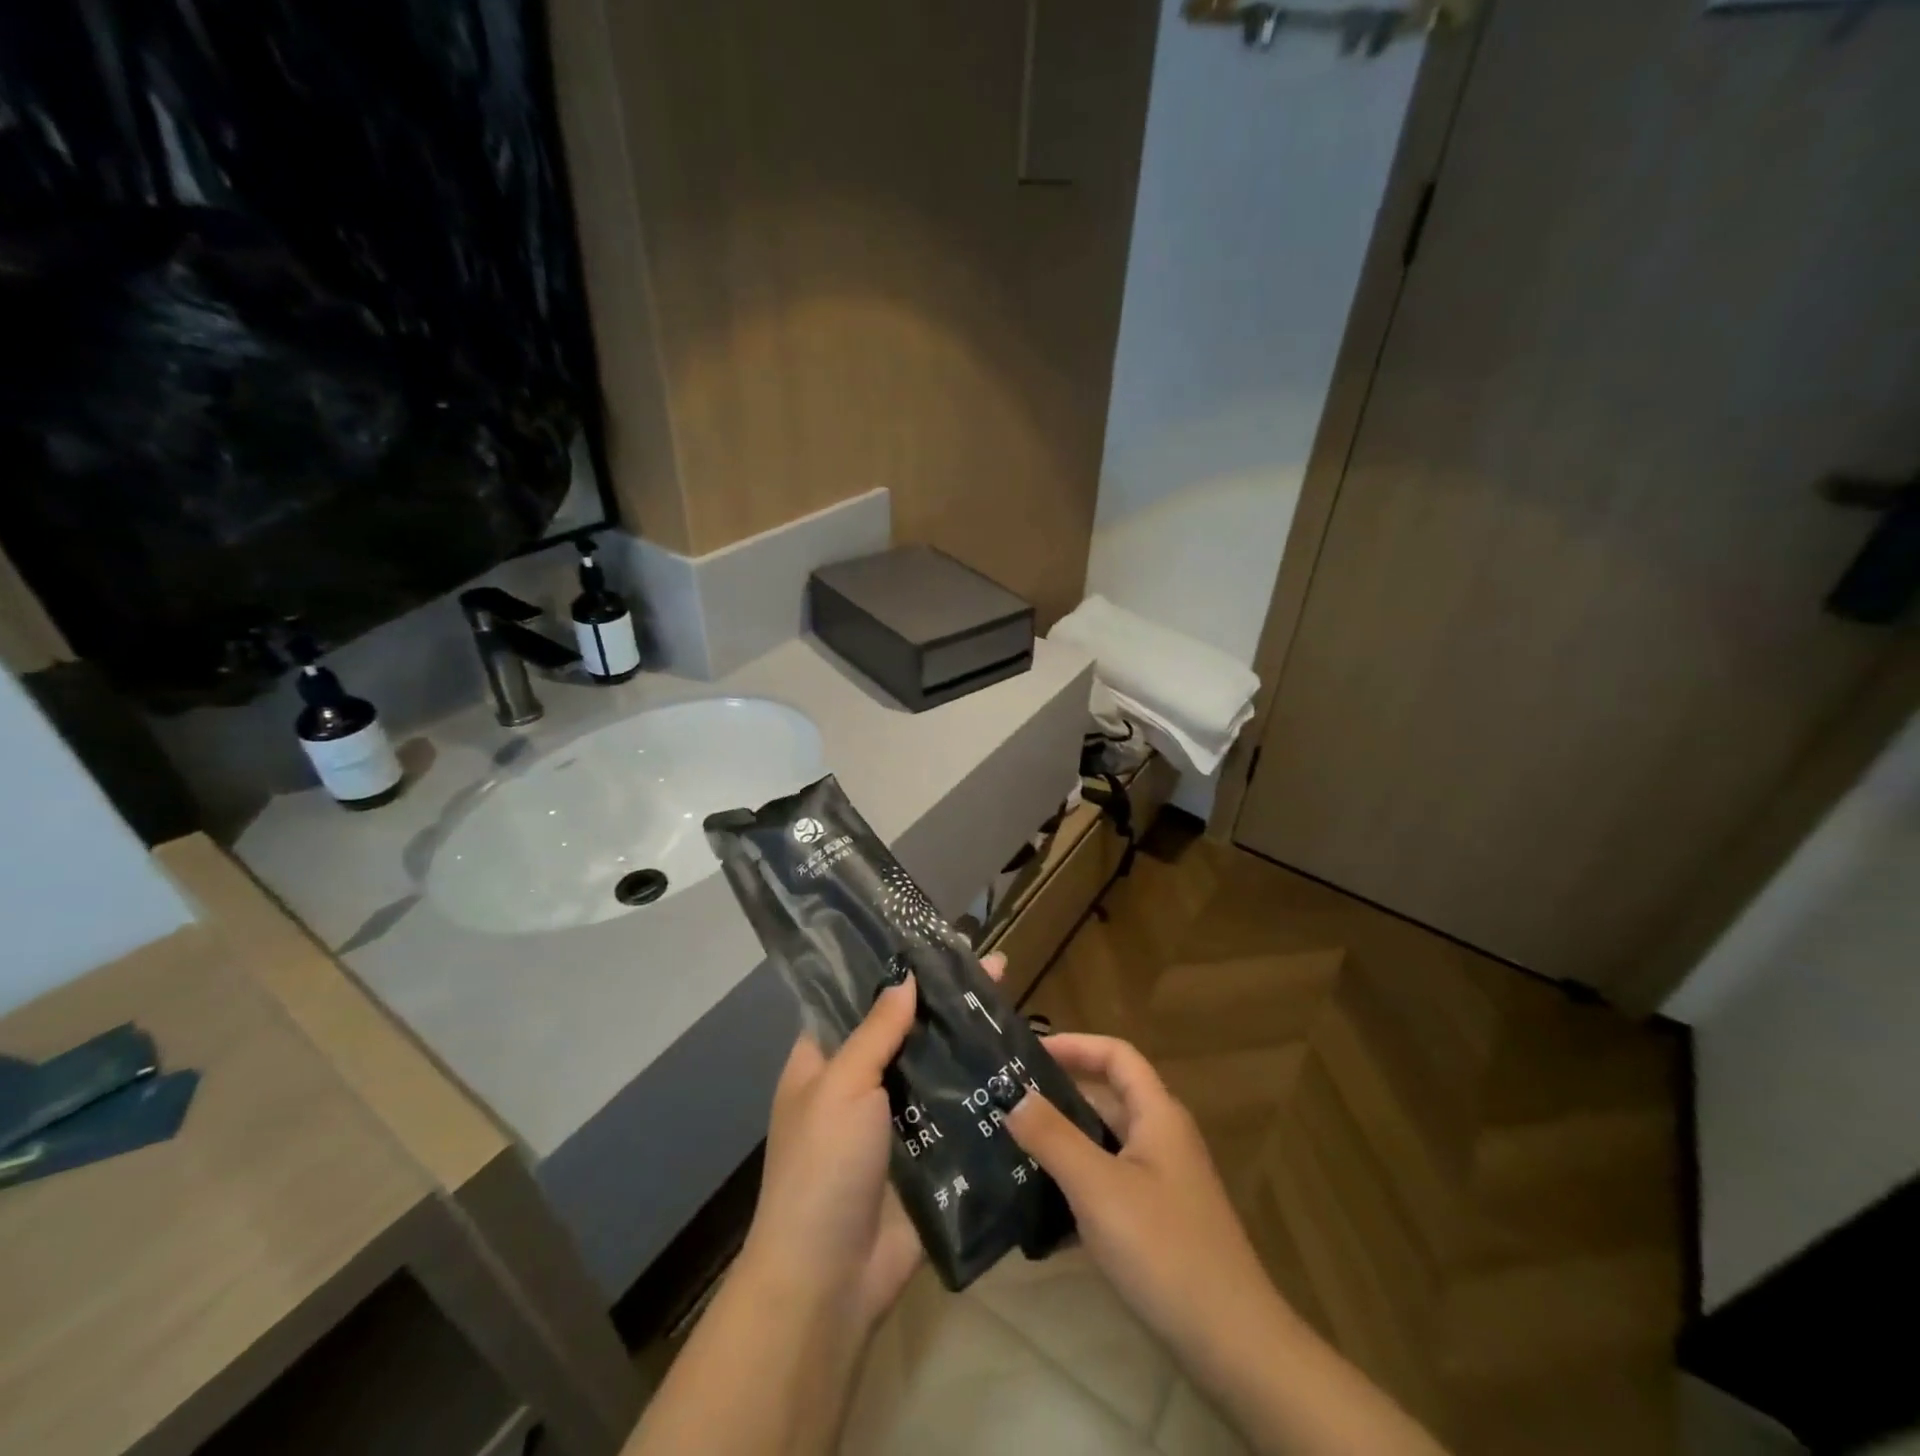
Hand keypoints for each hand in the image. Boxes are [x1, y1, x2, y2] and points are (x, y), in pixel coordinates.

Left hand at [738, 953, 1006, 1332]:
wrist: (830, 1281)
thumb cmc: (822, 1167)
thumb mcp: (842, 1086)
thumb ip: (875, 1031)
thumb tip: (905, 977)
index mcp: (824, 1061)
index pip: (858, 999)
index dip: (893, 970)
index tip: (935, 942)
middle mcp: (859, 1084)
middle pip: (905, 1030)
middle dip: (944, 1001)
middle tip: (994, 967)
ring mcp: (896, 1121)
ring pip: (935, 1067)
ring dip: (967, 1041)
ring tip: (1011, 1002)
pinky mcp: (929, 1155)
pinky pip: (956, 1110)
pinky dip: (980, 1087)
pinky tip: (1017, 1060)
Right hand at [1005, 1034, 1291, 1383]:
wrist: (1232, 1346)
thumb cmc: (1164, 1249)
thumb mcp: (1098, 1187)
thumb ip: (1053, 1137)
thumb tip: (1013, 1096)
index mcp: (1157, 1115)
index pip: (1116, 1055)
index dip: (1074, 1045)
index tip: (1027, 1053)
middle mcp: (1162, 1139)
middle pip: (1107, 1097)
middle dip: (1059, 1095)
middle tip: (1007, 1101)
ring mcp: (1162, 1183)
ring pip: (1104, 1144)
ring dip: (1063, 1142)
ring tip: (1011, 1147)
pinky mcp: (1157, 1223)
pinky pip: (1108, 1185)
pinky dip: (1076, 1186)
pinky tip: (1038, 1209)